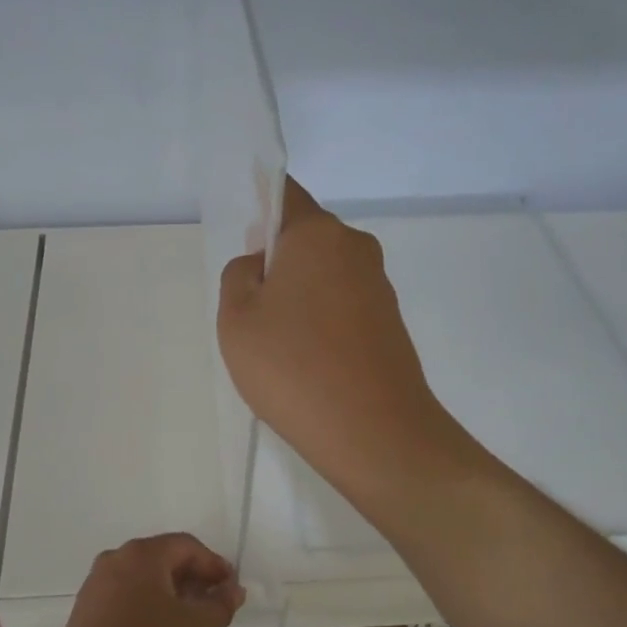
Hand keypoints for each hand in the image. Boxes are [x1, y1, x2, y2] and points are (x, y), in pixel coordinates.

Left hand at [46, 534, 244, 626]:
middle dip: (193, 577)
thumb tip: (233, 589)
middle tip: (213, 603)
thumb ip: (220, 604)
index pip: (187, 546)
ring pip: (144, 576)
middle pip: (164, 557)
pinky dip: (148, 601)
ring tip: (189, 618)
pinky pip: (126, 592)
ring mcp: (97, 581)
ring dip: (171, 590)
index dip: (214, 565)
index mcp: (142, 554)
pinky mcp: (86, 605)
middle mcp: (116, 557)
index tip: (230, 589)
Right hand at [217, 178, 462, 510]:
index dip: (261, 205)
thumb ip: (239, 276)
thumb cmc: (293, 367)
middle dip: (278, 263)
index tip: (245, 241)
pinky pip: (344, 306)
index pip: (286, 194)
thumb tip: (262, 266)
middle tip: (253, 313)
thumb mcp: (236, 319)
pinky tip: (310, 364)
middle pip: (306, 239)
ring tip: (281, 349)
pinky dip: (323, 323)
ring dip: (300, 297)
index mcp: (318, 234)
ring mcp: (379, 286)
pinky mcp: (390, 323)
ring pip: (325, 276)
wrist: (374, 432)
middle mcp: (356, 248)